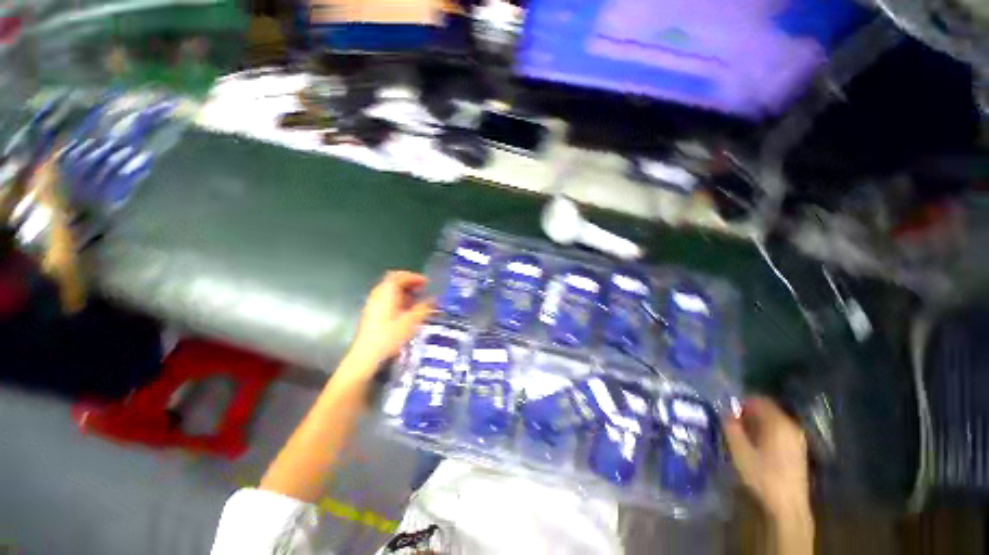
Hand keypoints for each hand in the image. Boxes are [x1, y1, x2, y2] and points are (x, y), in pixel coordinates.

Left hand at [350, 271, 432, 366]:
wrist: (366, 355)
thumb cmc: (389, 336)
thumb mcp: (411, 322)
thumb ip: (424, 308)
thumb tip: (434, 299)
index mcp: (387, 292)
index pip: (400, 276)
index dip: (415, 277)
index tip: (427, 283)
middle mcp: (378, 294)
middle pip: (393, 280)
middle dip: (409, 282)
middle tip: (423, 289)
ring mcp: (373, 303)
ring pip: (390, 290)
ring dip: (404, 291)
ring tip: (417, 300)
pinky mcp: (372, 313)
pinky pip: (386, 298)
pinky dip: (398, 299)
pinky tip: (406, 310)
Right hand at [723, 397, 809, 518]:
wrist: (787, 506)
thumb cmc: (762, 475)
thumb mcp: (739, 449)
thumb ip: (731, 426)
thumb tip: (726, 412)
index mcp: (778, 422)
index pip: (759, 400)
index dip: (741, 402)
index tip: (727, 410)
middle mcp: (791, 426)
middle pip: (768, 410)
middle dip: (749, 413)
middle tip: (732, 422)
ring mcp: (797, 439)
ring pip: (773, 422)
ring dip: (757, 424)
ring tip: (742, 435)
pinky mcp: (798, 451)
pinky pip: (779, 432)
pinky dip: (766, 433)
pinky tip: (756, 446)